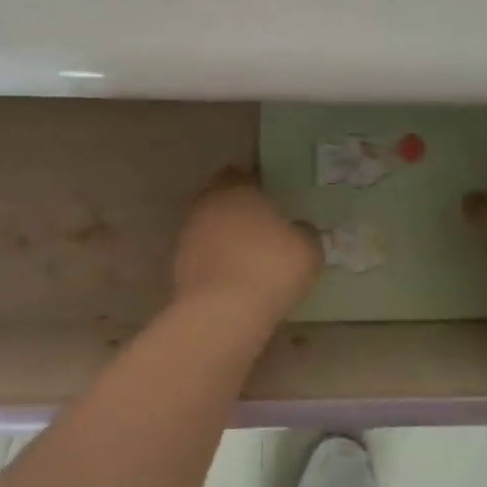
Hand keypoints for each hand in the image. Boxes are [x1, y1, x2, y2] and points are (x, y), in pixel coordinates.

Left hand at [173, 169, 321, 323]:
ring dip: (223, 237)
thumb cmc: (271, 268)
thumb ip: (304, 232)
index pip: (240, 174)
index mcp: (236, 190)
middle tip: (258, 223)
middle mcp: (206, 206)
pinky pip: (203, 256)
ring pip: (207, 228)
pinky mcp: (178, 267)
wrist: (222, 312)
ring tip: (246, 254)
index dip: (253, 182)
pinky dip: (215, 261)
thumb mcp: (307, 249)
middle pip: (219, 199)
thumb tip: (299, 229)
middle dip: (235, 208)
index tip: (267, 193)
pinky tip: (233, 277)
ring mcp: (187, 237)